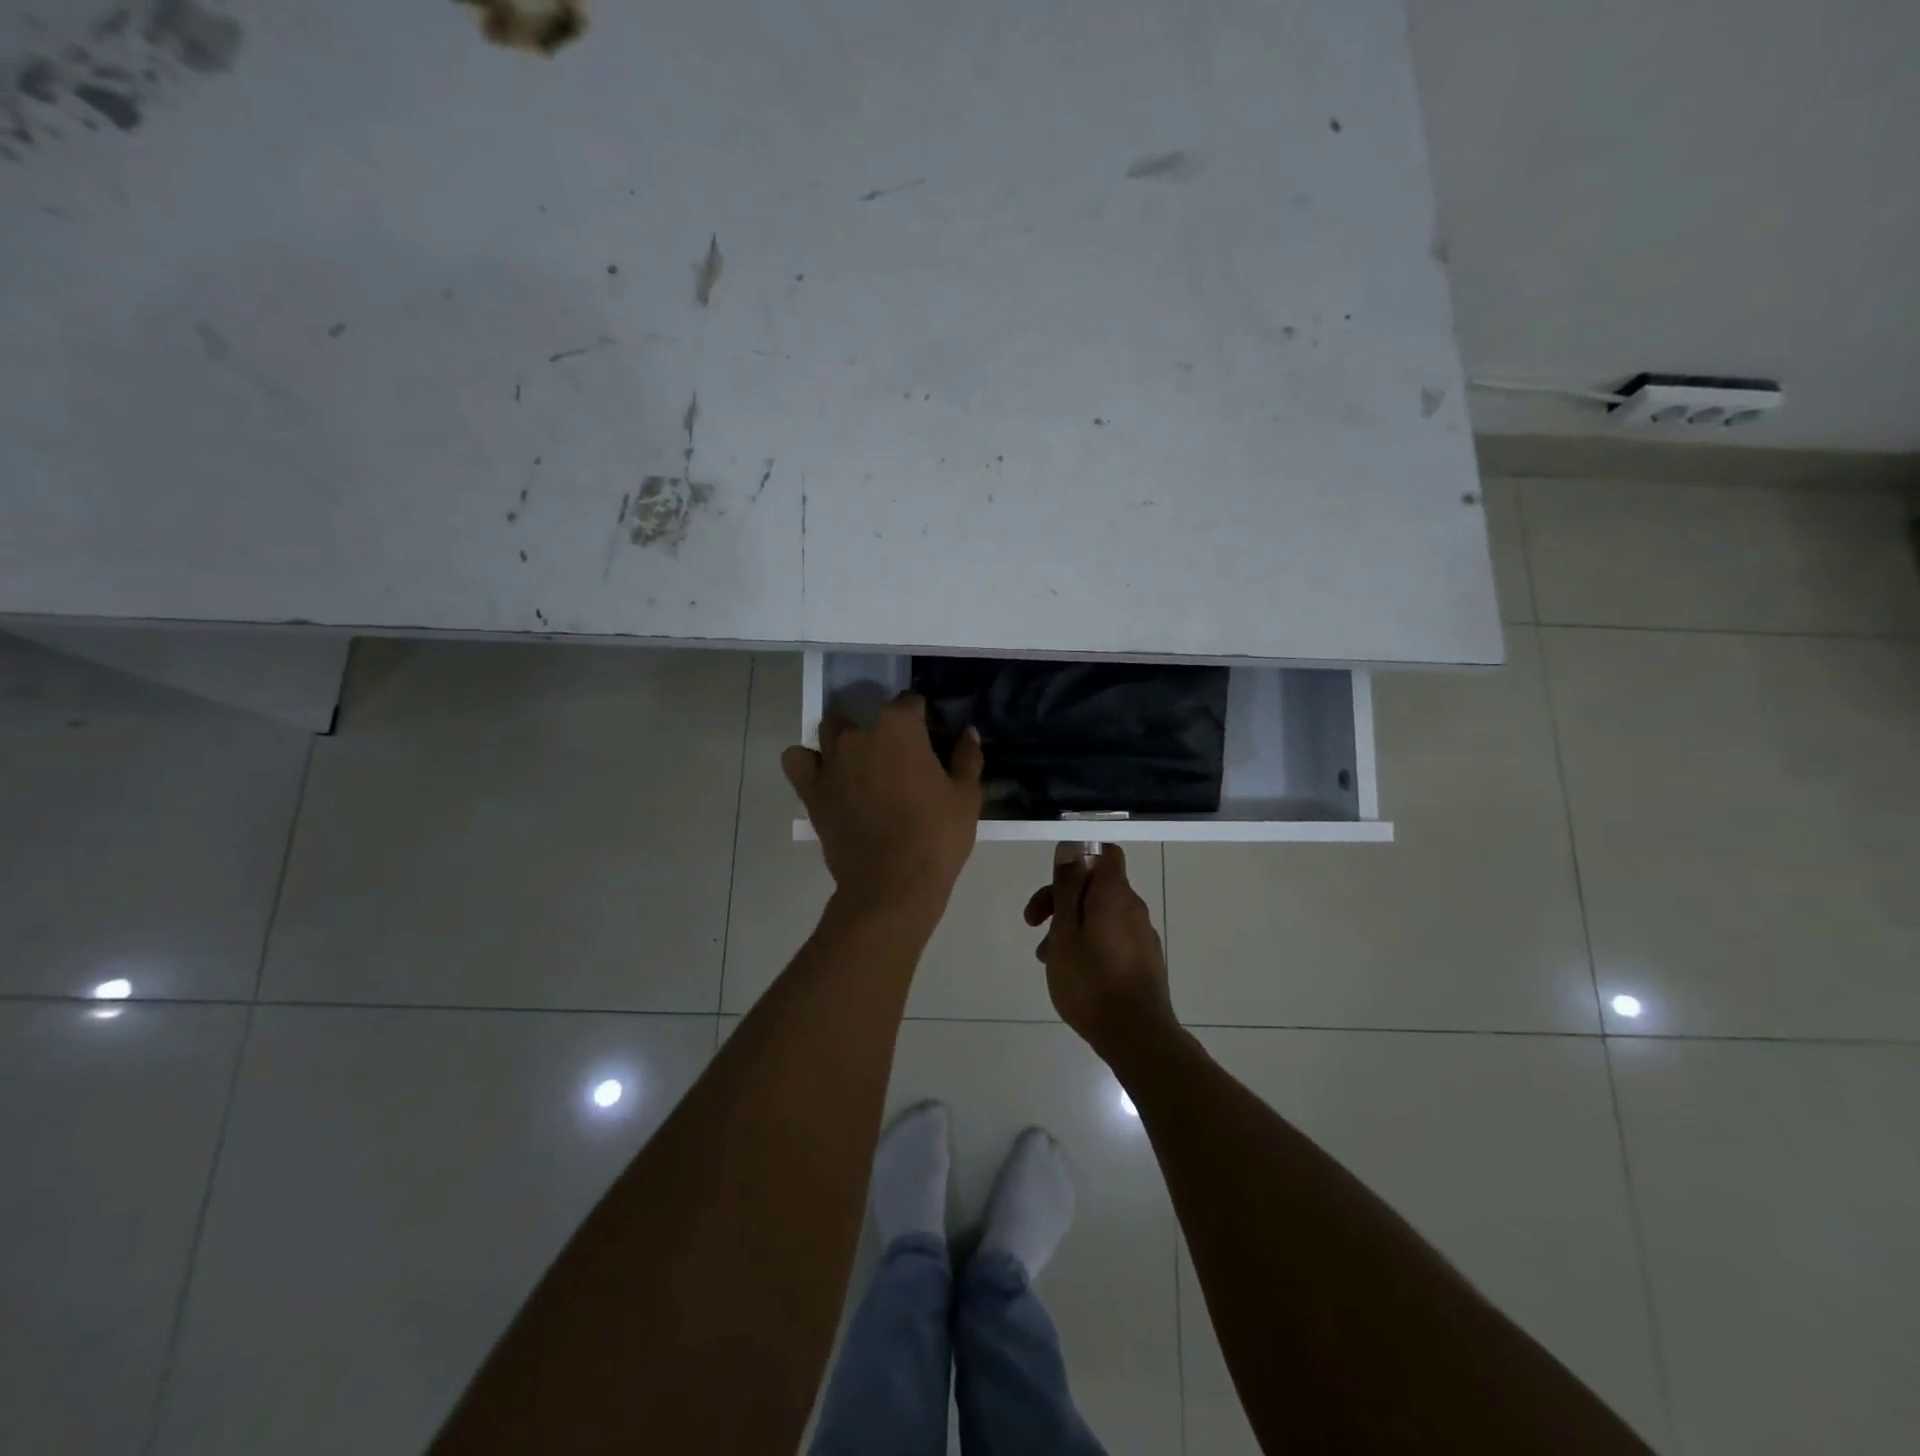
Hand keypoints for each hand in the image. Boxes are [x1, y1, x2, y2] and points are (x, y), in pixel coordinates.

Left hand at [783, 694, 982, 927]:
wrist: (892, 885)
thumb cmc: (937, 836)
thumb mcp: (966, 796)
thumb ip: (967, 757)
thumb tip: (969, 732)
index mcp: (899, 727)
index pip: (910, 703)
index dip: (923, 718)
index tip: (931, 738)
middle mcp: (859, 734)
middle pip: (870, 716)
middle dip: (885, 730)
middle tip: (901, 760)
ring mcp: (830, 761)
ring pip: (831, 730)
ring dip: (846, 738)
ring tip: (863, 763)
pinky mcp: (811, 790)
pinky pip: (798, 760)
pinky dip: (809, 761)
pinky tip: (827, 774)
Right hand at [1024, 843, 1175, 1057]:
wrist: (1136, 1036)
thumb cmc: (1091, 980)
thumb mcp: (1065, 930)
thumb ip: (1067, 886)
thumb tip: (1070, 846)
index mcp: (1115, 894)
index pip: (1104, 853)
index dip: (1076, 859)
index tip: (1052, 882)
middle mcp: (1134, 908)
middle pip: (1096, 886)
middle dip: (1062, 898)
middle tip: (1033, 923)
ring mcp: (1142, 936)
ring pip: (1100, 915)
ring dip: (1071, 926)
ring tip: (1047, 958)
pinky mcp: (1144, 961)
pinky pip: (1111, 938)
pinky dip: (1088, 944)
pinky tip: (1071, 972)